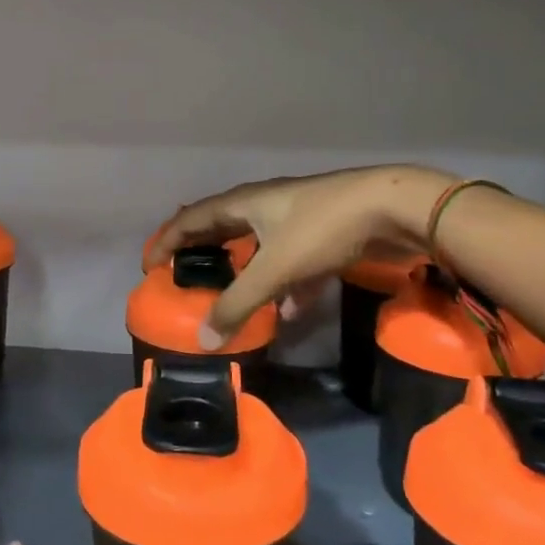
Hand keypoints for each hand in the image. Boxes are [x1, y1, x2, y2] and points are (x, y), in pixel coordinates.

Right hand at [144, 165, 456, 340]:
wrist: (394, 207)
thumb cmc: (323, 228)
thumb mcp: (275, 268)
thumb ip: (239, 304)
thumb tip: (205, 340)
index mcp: (243, 204)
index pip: (190, 220)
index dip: (166, 241)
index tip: (149, 267)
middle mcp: (263, 206)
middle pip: (221, 230)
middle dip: (202, 255)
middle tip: (183, 279)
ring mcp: (294, 219)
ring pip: (256, 248)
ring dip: (242, 273)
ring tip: (229, 299)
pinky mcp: (320, 235)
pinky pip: (288, 262)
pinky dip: (281, 285)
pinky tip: (287, 311)